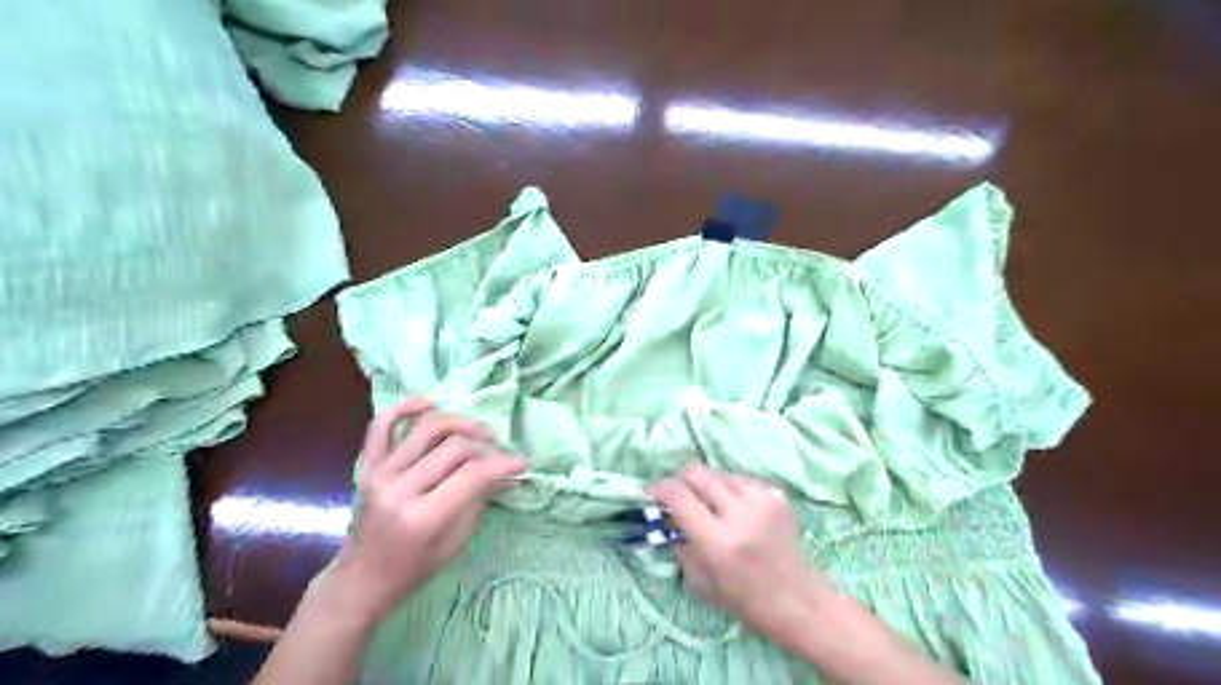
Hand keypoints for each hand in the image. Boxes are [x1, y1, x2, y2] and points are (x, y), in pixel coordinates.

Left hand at [318, 397, 523, 625]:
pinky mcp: (368, 465)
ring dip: (461, 423)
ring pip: (427, 427)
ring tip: (480, 433)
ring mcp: (379, 473)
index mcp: (422, 517)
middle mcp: (399, 489)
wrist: (362, 579)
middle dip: (487, 447)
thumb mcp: (456, 542)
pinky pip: (383, 424)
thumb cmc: (414, 569)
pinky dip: (407, 407)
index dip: (503, 463)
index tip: (522, 463)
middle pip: (454, 447)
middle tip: (501, 453)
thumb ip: (481, 499)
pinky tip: (431, 404)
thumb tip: (509, 471)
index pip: (472, 474)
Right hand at [647, 462, 840, 640]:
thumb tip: (664, 511)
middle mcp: (740, 514)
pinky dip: (729, 489)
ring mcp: (761, 500)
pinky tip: (733, 509)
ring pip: (718, 473)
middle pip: (697, 473)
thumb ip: (678, 540)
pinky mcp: (776, 494)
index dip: (659, 489)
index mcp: (718, 542)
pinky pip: (739, 479)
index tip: (651, 492)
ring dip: (706, 485)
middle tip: (677, 494)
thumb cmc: (742, 597)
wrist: (796, 598)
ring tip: (709, 505)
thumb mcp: (698, 579)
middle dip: (680, 479)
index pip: (679, 496)